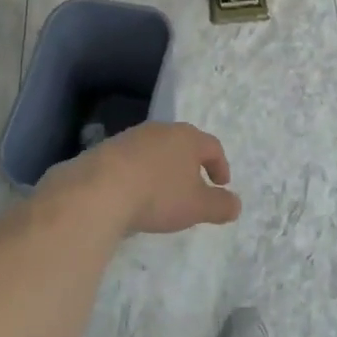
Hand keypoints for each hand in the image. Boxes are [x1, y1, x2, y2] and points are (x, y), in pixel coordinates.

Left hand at [47, 121, 241, 235]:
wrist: (99, 189)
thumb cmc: (158, 194)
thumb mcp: (197, 206)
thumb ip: (220, 205)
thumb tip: (236, 204)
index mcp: (187, 138)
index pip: (212, 146)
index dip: (220, 166)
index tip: (221, 185)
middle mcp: (161, 130)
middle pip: (183, 144)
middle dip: (191, 165)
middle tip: (193, 187)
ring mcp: (132, 137)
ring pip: (156, 150)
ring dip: (163, 169)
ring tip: (162, 194)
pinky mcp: (107, 149)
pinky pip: (132, 160)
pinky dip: (139, 174)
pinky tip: (134, 195)